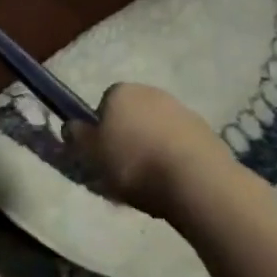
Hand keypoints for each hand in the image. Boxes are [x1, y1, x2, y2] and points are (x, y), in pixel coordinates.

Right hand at [65, 82, 235, 218]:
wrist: (195, 179)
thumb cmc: (133, 163)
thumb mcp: (91, 154)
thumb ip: (77, 137)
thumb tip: (71, 125)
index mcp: (120, 92)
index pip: (104, 105)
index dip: (101, 131)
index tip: (102, 156)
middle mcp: (150, 92)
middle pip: (132, 116)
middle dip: (128, 139)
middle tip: (123, 172)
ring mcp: (181, 109)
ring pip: (156, 130)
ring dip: (152, 149)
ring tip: (150, 184)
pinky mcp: (205, 131)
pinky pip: (179, 144)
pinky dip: (174, 159)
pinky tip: (172, 184)